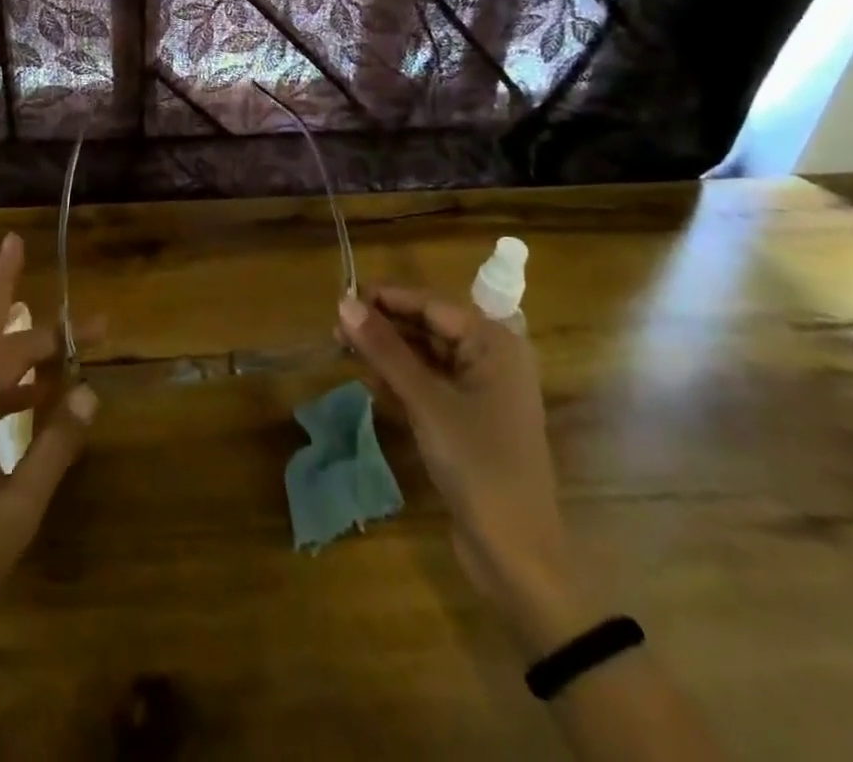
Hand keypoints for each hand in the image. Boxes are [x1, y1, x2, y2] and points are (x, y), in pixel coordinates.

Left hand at [0, 234, 99, 757]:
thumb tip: (90, 394)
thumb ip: (56, 447)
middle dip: (46, 337)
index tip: (13, 240)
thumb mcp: (19, 511)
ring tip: (77, 371)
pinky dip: (15, 399)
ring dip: (32, 370)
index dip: (1, 283)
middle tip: (96, 331)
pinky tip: (44, 410)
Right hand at [338, 289, 590, 654]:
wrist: (517, 555)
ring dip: (387, 355)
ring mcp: (481, 392)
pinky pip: (429, 386)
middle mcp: (491, 360)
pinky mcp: (468, 421)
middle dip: (383, 327)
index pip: (431, 305)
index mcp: (494, 344)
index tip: (340, 297)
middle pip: (428, 328)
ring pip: (425, 357)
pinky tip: (370, 384)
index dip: (386, 299)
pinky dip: (400, 382)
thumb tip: (343, 303)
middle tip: (336, 329)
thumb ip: (384, 349)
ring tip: (344, 352)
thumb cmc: (478, 464)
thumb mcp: (426, 402)